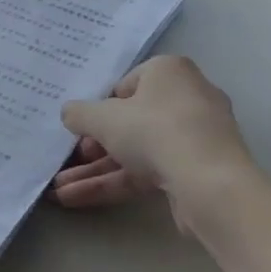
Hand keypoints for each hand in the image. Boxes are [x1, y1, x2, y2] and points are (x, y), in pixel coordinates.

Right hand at [52, 55, 255, 220]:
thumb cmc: (154, 131)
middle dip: (94, 145)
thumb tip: (69, 113)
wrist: (210, 184)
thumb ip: (80, 113)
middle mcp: (187, 97)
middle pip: (131, 120)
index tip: (82, 128)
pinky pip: (150, 172)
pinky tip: (80, 200)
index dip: (100, 107)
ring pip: (138, 150)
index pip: (126, 85)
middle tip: (71, 159)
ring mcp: (195, 137)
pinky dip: (117, 183)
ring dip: (98, 171)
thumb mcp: (104, 118)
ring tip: (60, 190)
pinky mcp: (197, 172)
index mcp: (169, 71)